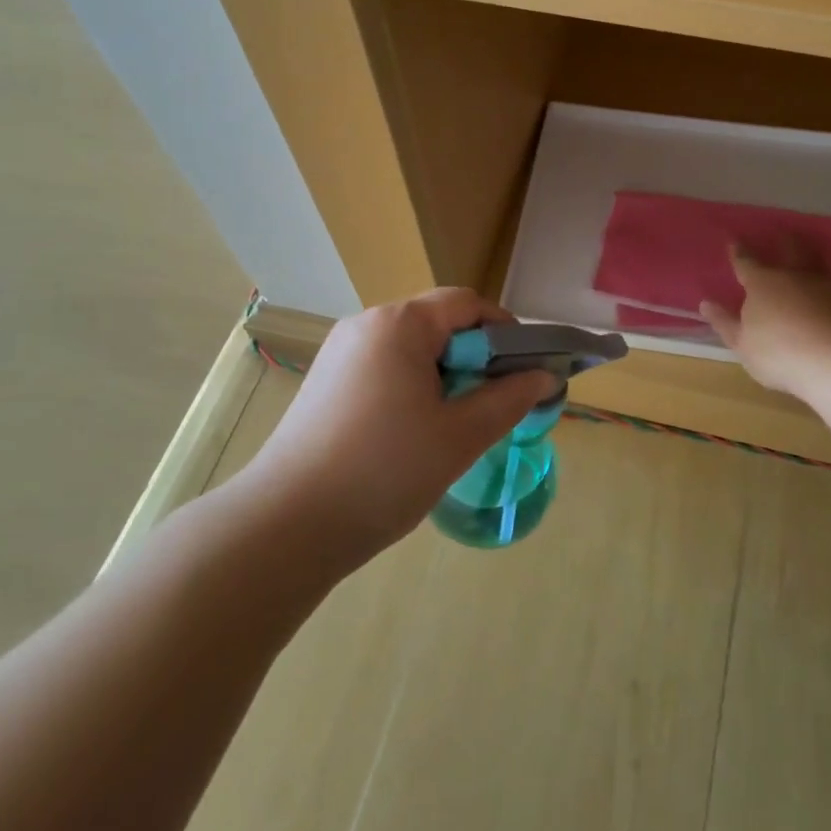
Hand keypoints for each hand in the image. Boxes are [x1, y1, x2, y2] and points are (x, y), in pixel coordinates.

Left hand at [241, 289, 555, 561]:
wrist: (286, 525)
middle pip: (437, 324)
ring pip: (410, 349)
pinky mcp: (325, 383)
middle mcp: (366, 325)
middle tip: (495, 405)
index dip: (506, 332)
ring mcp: (339, 353)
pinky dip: (412, 388)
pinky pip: (384, 369)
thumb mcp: (460, 436)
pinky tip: (415, 434)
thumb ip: (508, 399)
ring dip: (444, 376)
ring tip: (457, 425)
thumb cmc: (384, 471)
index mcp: (399, 324)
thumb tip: (544, 377)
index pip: (467, 304)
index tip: (525, 372)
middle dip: (475, 358)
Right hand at [701, 243, 830, 398]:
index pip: (746, 262)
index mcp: (762, 284)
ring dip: (812, 255)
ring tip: (811, 252)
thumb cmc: (779, 354)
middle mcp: (795, 276)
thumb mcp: (742, 345)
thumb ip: (725, 323)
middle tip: (782, 232)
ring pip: (817, 263)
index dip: (739, 252)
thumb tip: (706, 304)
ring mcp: (827, 286)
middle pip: (788, 251)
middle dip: (783, 241)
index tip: (734, 241)